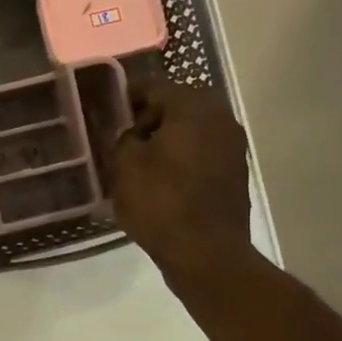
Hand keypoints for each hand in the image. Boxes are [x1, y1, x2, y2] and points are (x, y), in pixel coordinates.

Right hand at [112, 78, 252, 280]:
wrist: (206, 253)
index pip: (155, 87)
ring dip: (166, 138)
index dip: (128, 95)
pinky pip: (201, 153)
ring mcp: (232, 147)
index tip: (107, 107)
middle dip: (149, 116)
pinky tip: (159, 177)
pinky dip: (181, 157)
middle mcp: (220, 118)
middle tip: (121, 133)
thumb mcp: (126, 166)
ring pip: (191, 130)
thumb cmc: (161, 202)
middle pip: (178, 106)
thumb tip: (132, 132)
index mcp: (193, 108)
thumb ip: (124, 138)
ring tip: (137, 158)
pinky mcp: (234, 173)